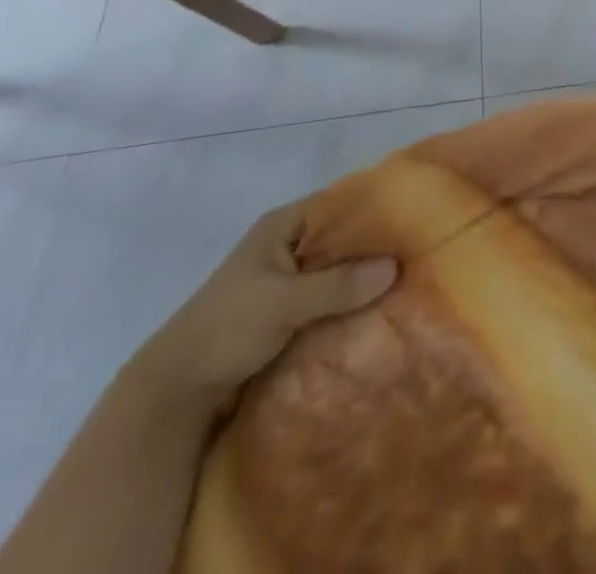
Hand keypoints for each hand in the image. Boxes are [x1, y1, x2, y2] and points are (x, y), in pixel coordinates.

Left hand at [126, 200, 395, 413]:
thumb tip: (395, 266)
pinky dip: (352, 303)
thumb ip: (338, 285)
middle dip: (377, 247)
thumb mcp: (283, 303)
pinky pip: (331, 298)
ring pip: (340, 270)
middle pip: (343, 237)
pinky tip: (380, 312)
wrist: (174, 393)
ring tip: (411, 283)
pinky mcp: (290, 312)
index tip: (416, 217)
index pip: (341, 203)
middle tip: (421, 253)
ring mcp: (290, 279)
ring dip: (366, 279)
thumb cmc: (226, 329)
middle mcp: (290, 244)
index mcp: (284, 225)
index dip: (376, 207)